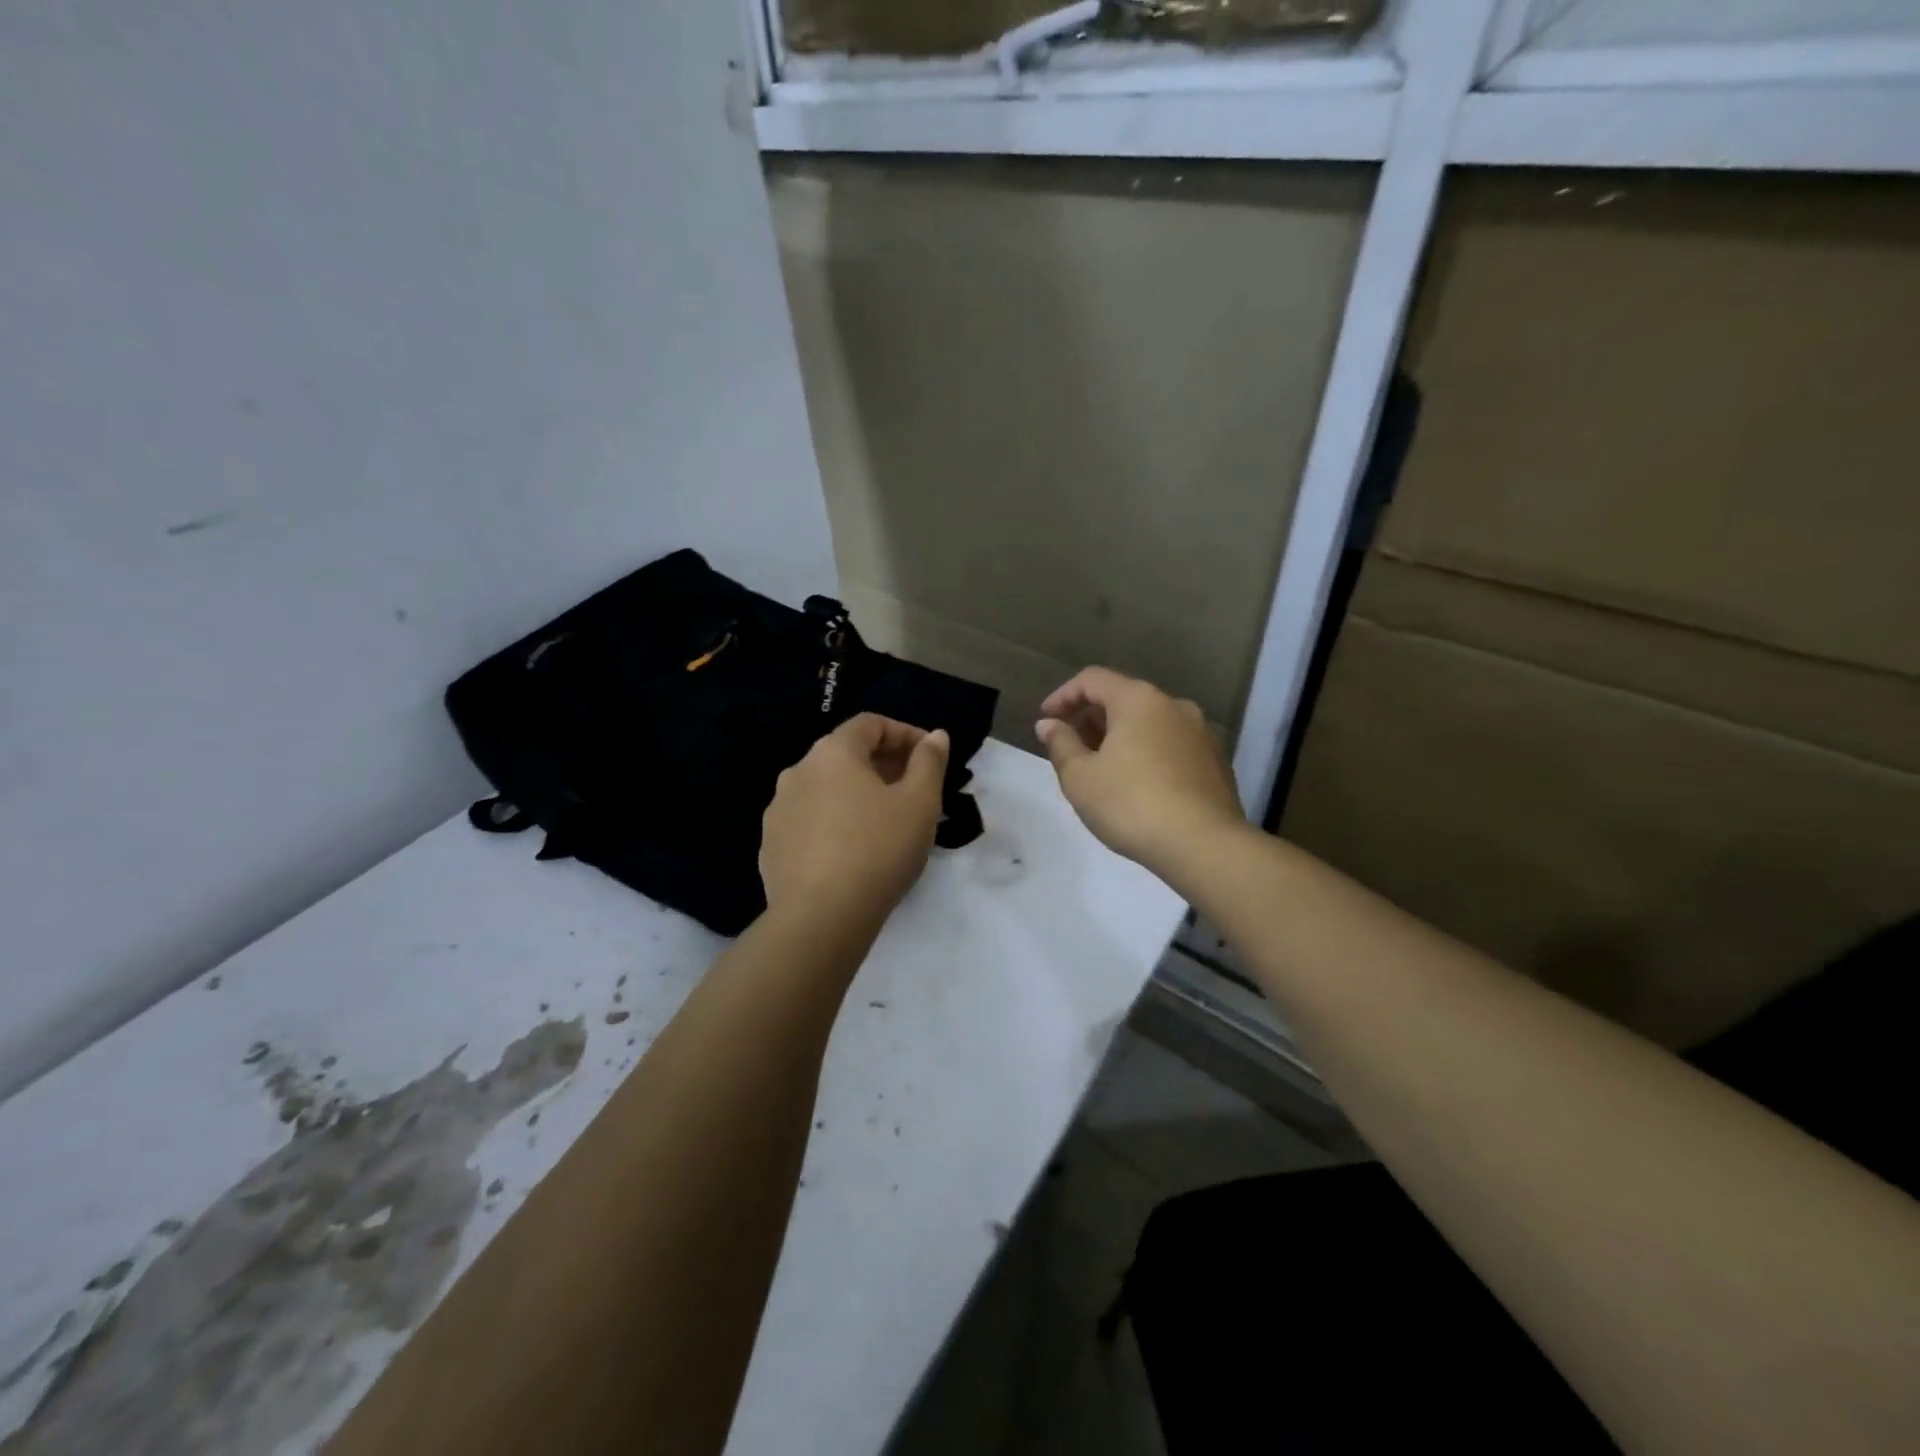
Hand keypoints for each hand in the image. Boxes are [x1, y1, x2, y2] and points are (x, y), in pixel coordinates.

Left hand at [760, 714, 949, 926]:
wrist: (820, 917)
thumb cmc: (878, 849)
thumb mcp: (920, 803)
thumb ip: (929, 762)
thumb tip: (935, 736)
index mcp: (832, 753)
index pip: (870, 724)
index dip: (905, 733)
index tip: (930, 756)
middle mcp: (797, 771)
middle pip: (845, 754)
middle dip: (883, 764)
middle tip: (914, 789)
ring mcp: (778, 809)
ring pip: (825, 789)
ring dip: (857, 794)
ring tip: (885, 822)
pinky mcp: (771, 845)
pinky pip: (810, 821)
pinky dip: (834, 822)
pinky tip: (853, 851)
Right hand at [1037, 667, 1246, 878]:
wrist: (1204, 846)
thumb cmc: (1131, 804)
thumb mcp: (1080, 777)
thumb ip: (1060, 744)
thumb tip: (1049, 724)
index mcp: (1139, 700)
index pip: (1092, 679)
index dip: (1063, 696)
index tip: (1045, 720)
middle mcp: (1174, 705)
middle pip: (1124, 698)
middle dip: (1091, 718)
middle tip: (1070, 747)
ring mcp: (1200, 733)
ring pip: (1150, 723)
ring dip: (1120, 737)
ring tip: (1101, 768)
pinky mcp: (1215, 761)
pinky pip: (1170, 745)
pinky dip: (1146, 753)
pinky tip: (1136, 785)